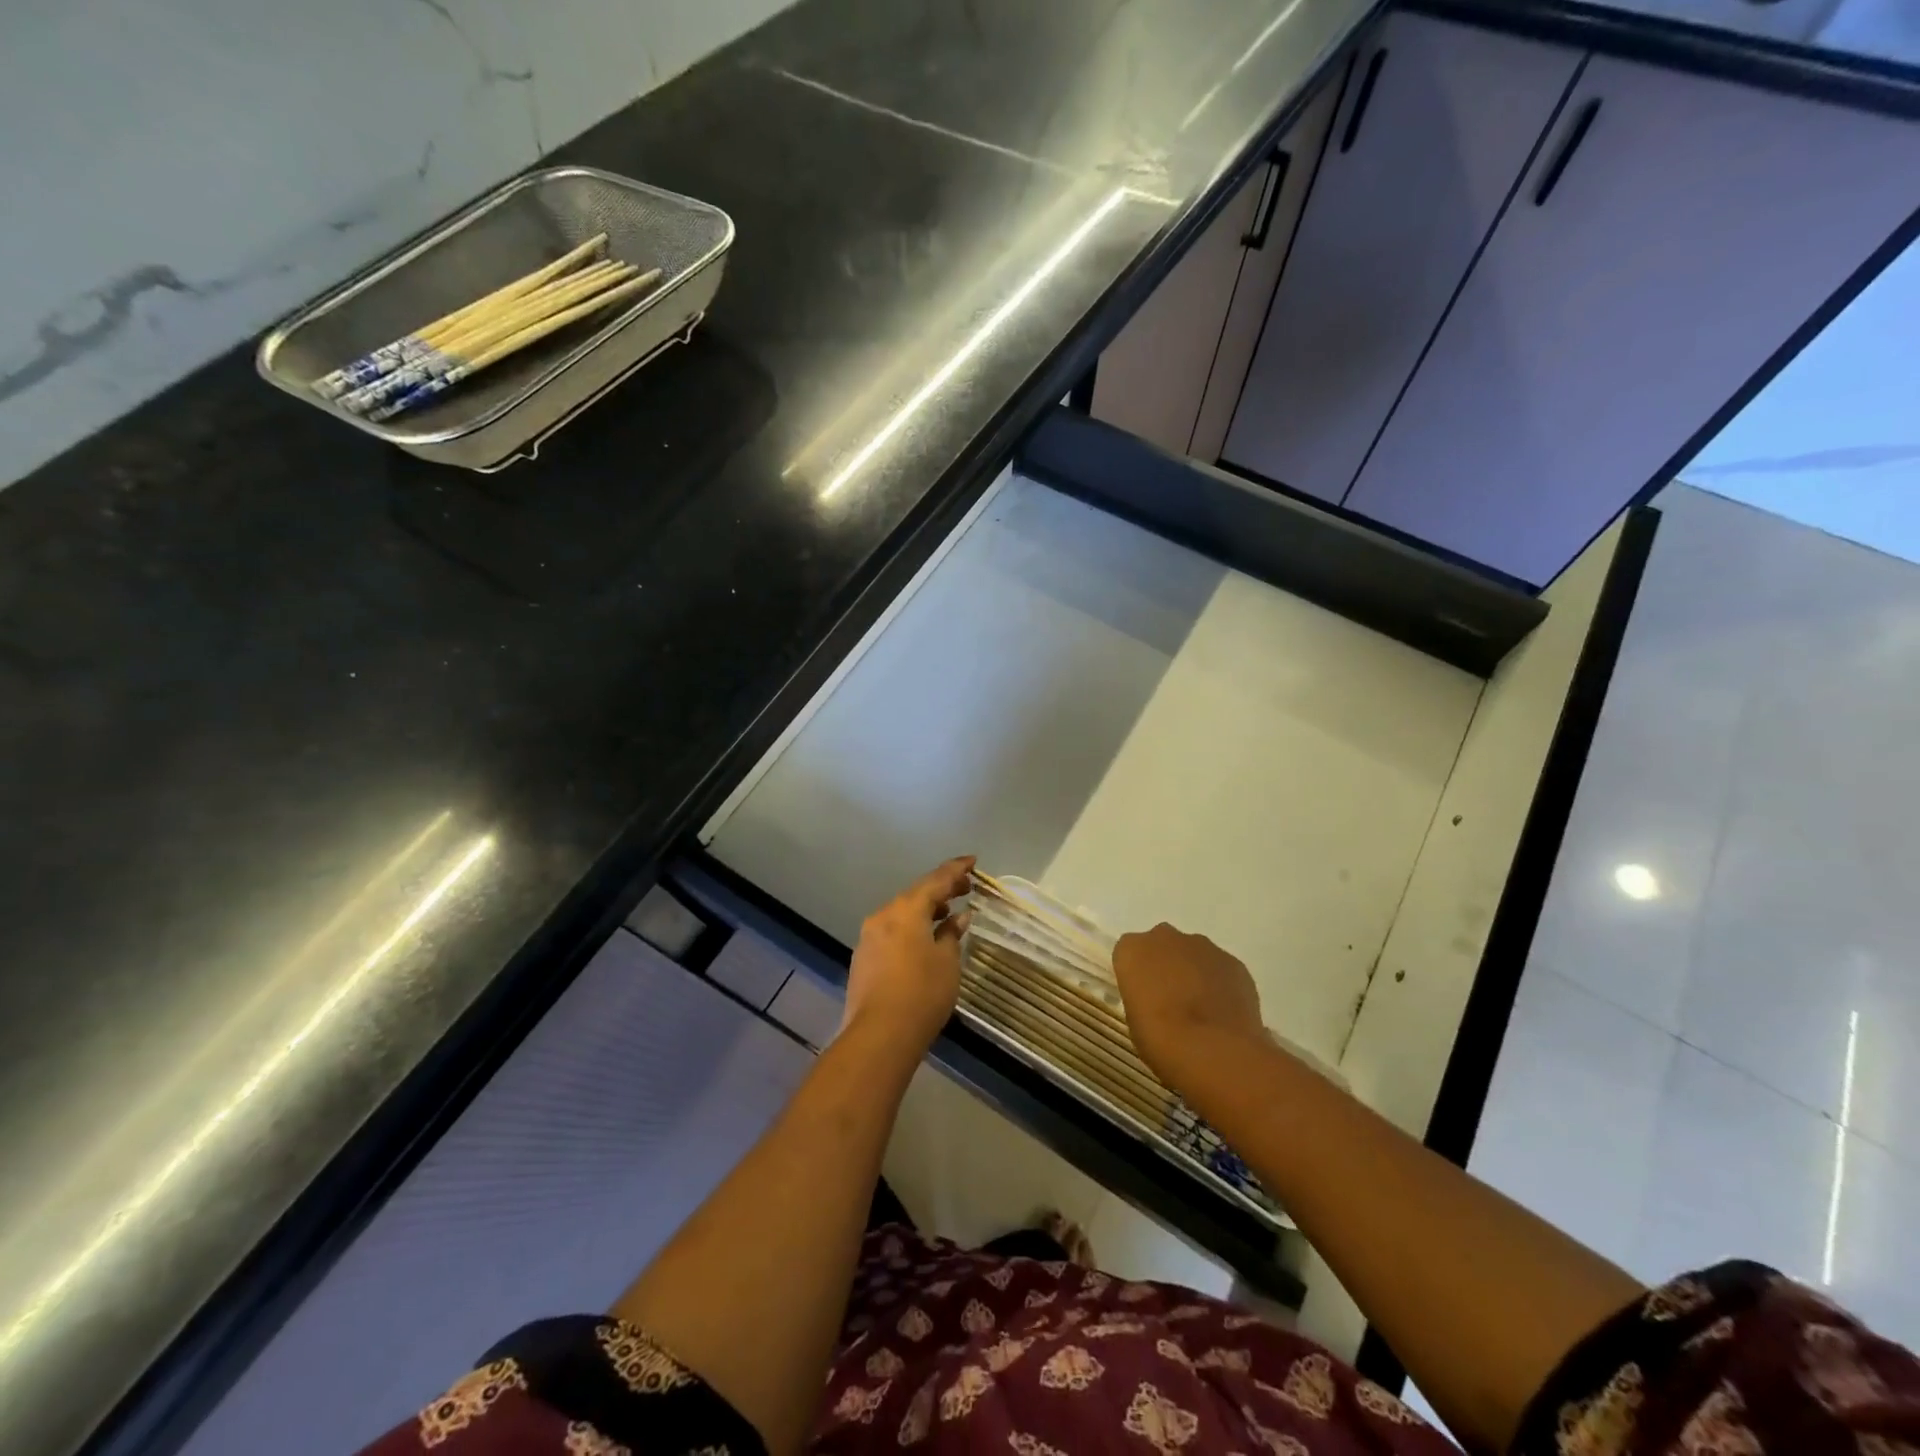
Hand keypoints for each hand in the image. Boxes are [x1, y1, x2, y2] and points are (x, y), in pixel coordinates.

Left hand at [842, 857, 974, 1052]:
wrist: (879, 1035)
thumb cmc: (922, 993)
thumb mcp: (947, 962)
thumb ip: (951, 934)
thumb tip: (957, 918)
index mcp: (906, 910)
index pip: (935, 880)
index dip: (956, 869)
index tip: (973, 861)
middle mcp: (883, 916)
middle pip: (915, 895)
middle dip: (941, 890)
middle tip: (965, 888)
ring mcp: (869, 937)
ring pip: (901, 914)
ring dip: (924, 911)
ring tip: (947, 915)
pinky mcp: (863, 958)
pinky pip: (891, 932)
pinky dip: (910, 929)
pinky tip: (924, 940)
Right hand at [1113, 923, 1265, 1085]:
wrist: (1212, 1050)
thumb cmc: (1160, 1038)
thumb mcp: (1134, 1020)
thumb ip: (1143, 997)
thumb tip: (1158, 999)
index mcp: (1132, 950)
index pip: (1128, 953)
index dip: (1136, 975)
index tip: (1142, 997)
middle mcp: (1165, 937)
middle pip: (1161, 946)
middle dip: (1165, 966)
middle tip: (1170, 1001)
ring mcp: (1203, 946)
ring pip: (1193, 955)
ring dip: (1194, 973)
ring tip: (1201, 1011)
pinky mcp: (1233, 962)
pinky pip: (1221, 969)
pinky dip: (1220, 984)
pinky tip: (1223, 1013)